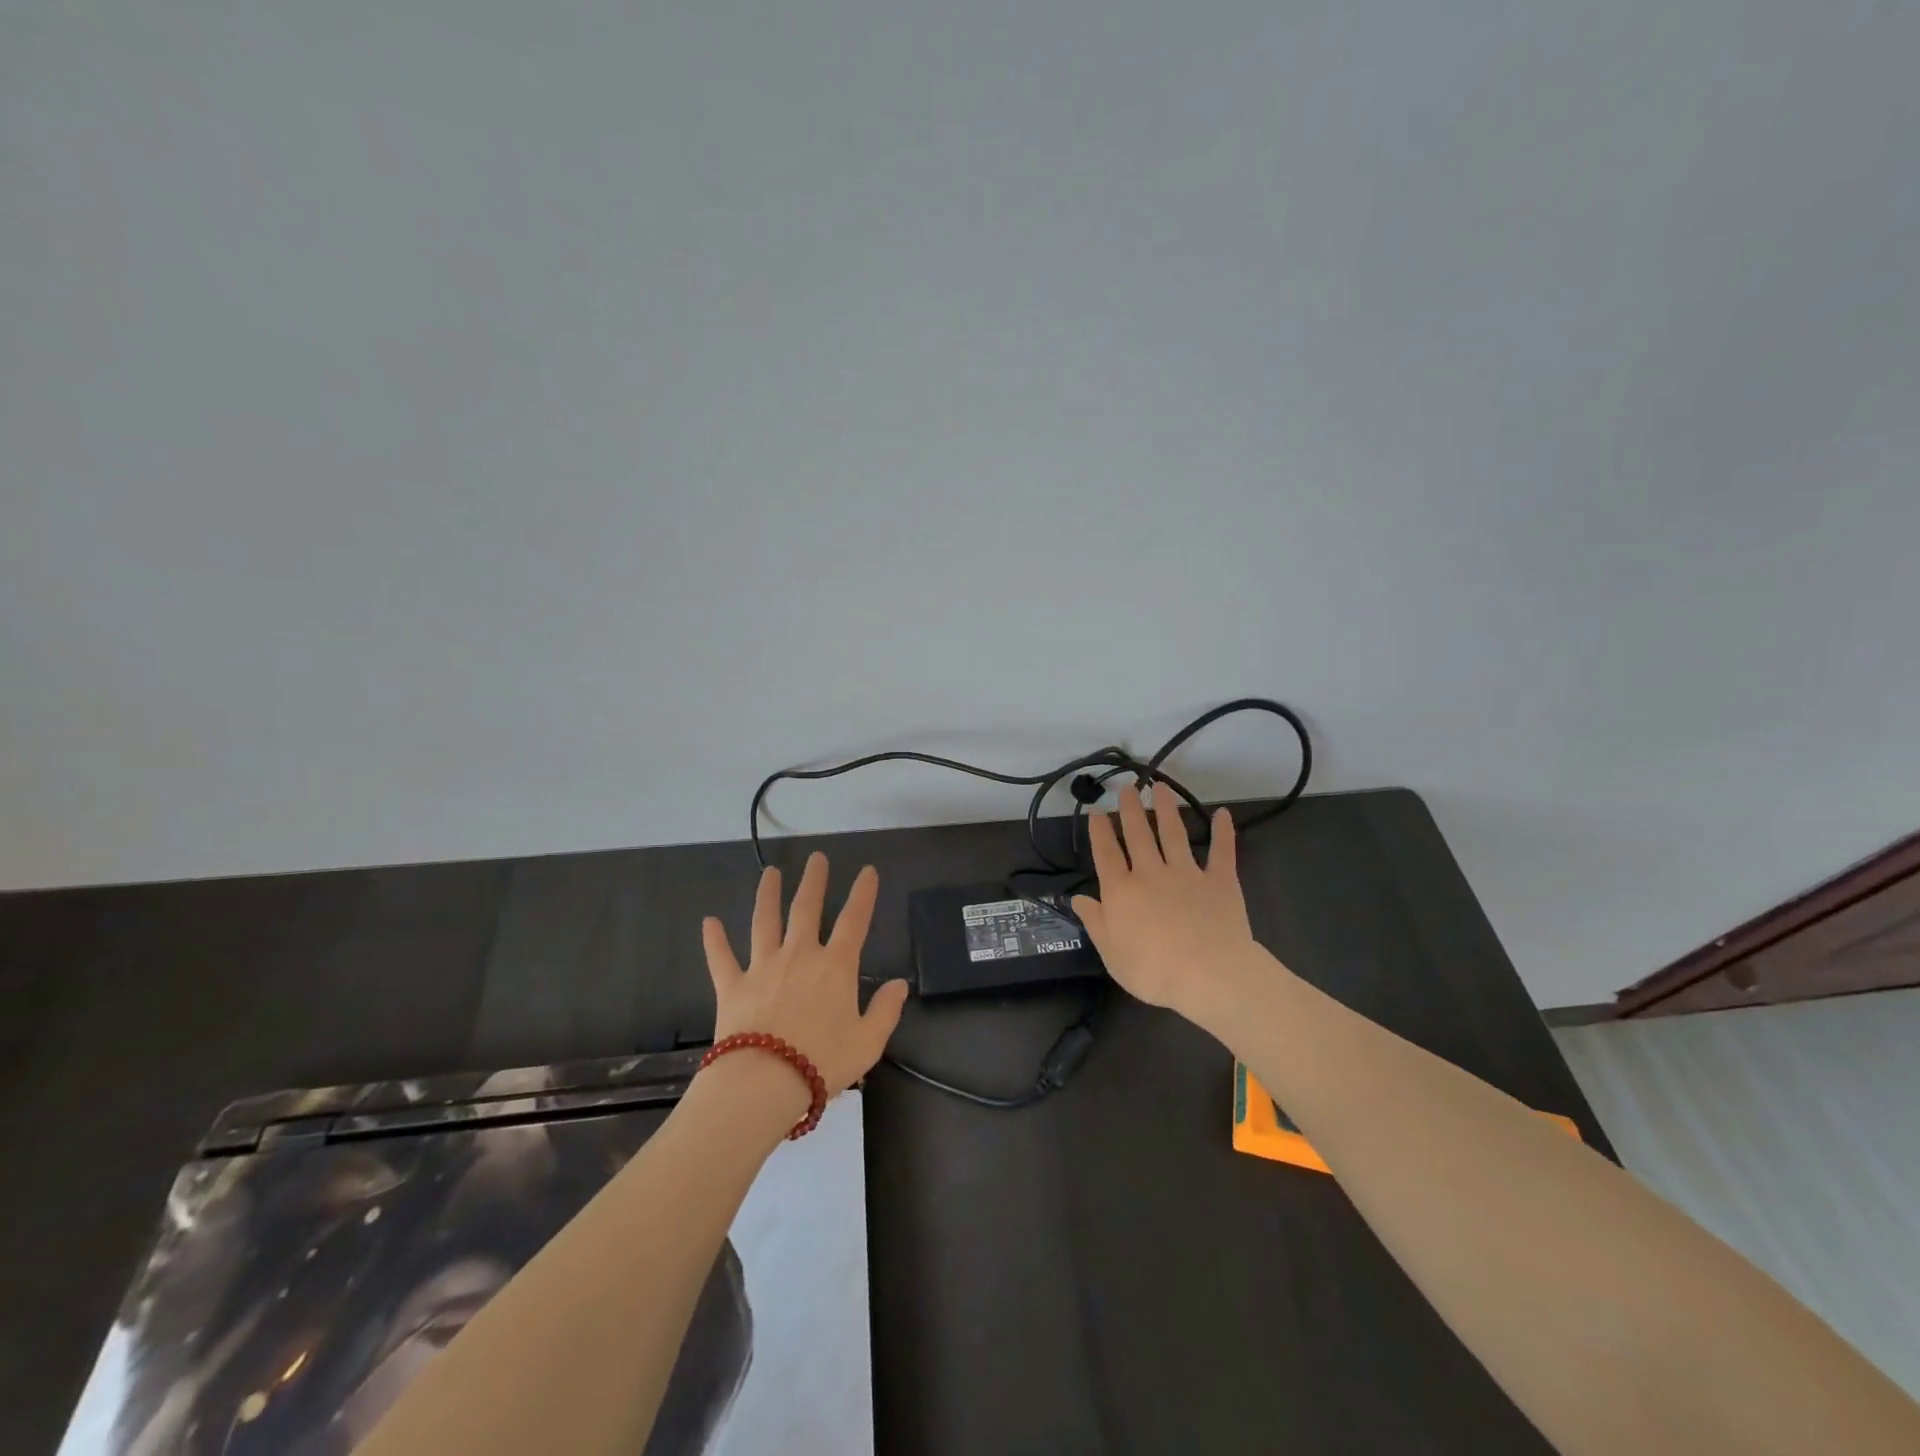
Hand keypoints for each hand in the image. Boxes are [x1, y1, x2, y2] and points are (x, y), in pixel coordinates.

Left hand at [702, 853, 909, 1097]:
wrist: (763, 1084)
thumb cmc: (822, 1062)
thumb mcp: (868, 1042)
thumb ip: (886, 1010)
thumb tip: (899, 984)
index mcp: (835, 967)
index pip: (854, 920)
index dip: (863, 893)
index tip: (867, 870)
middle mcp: (799, 956)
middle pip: (806, 909)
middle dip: (814, 881)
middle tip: (816, 858)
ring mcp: (762, 967)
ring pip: (764, 922)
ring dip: (767, 895)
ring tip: (770, 873)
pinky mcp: (732, 986)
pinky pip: (721, 958)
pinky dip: (714, 940)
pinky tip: (708, 922)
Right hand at [1071, 783, 1263, 1027]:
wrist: (1209, 975)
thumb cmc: (1153, 971)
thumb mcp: (1111, 953)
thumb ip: (1095, 922)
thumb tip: (1077, 898)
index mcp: (1122, 892)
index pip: (1106, 854)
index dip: (1099, 832)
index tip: (1096, 811)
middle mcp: (1151, 874)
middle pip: (1138, 835)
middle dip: (1130, 809)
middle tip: (1127, 787)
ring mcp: (1187, 874)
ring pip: (1173, 833)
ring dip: (1166, 808)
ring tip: (1161, 786)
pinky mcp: (1219, 881)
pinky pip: (1221, 851)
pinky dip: (1223, 832)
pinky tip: (1223, 814)